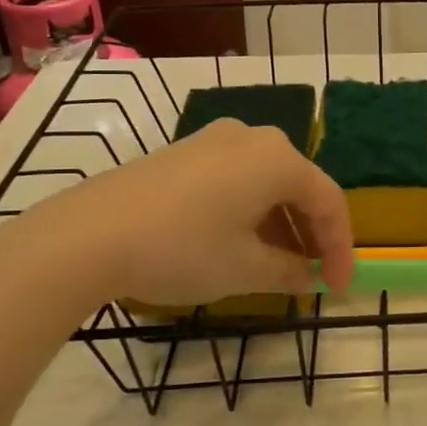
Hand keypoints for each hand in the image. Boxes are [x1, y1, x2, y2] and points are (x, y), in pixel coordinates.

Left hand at [0, 118, 354, 318]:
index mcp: (278, 159)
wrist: (85, 236)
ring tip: (277, 267)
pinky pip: (235, 179)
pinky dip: (249, 212)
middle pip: (299, 187)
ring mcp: (213, 140)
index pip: (329, 201)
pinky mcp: (182, 153)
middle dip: (311, 234)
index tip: (339, 287)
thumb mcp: (245, 269)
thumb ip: (290, 271)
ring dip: (280, 225)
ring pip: (265, 183)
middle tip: (313, 275)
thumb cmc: (182, 248)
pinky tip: (238, 243)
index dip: (341, 248)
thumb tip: (309, 276)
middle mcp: (252, 138)